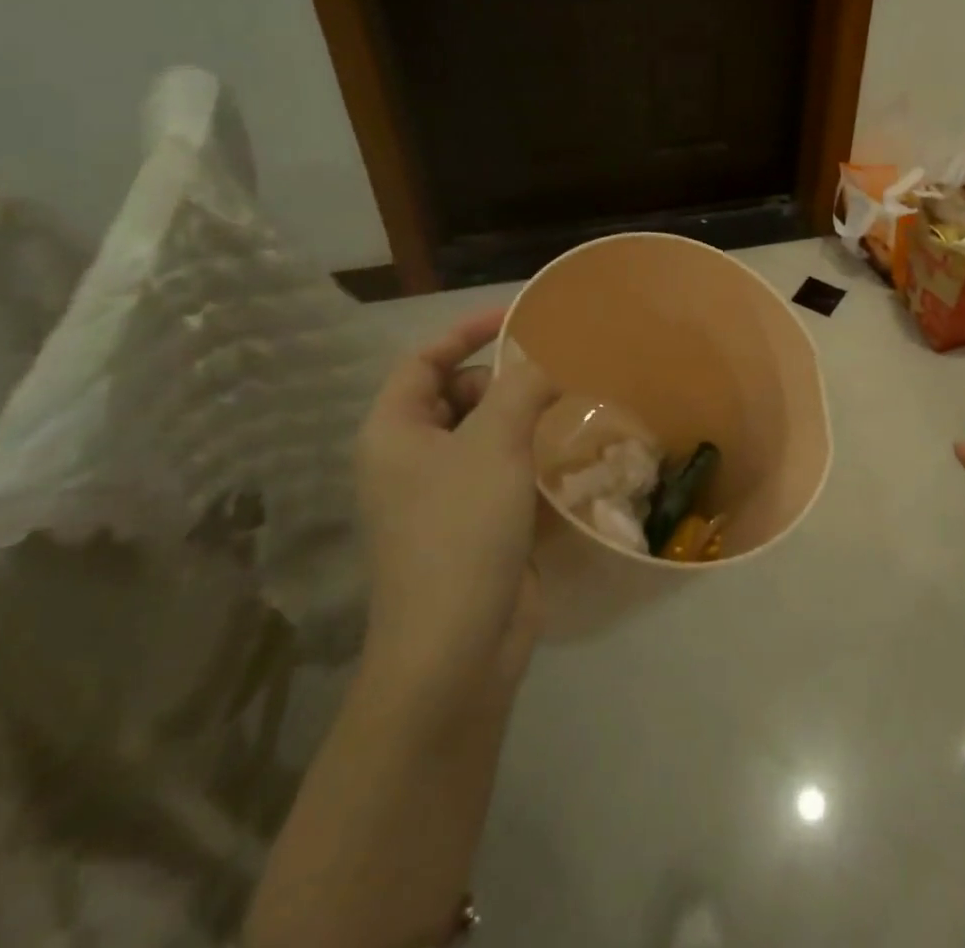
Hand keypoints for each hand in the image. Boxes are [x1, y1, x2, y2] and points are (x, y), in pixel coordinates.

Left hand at [355, 308, 559, 700]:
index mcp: (394, 432)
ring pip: (486, 434)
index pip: (424, 360)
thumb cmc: (462, 530)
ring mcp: (443, 495)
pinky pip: (504, 470)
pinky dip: (532, 457)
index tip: (518, 317)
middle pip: (457, 394)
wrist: (457, 647)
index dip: (467, 331)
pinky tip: (571, 457)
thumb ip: (521, 388)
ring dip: (525, 420)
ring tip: (570, 412)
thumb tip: (542, 368)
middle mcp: (411, 459)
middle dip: (503, 381)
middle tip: (553, 381)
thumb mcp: (494, 444)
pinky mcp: (476, 524)